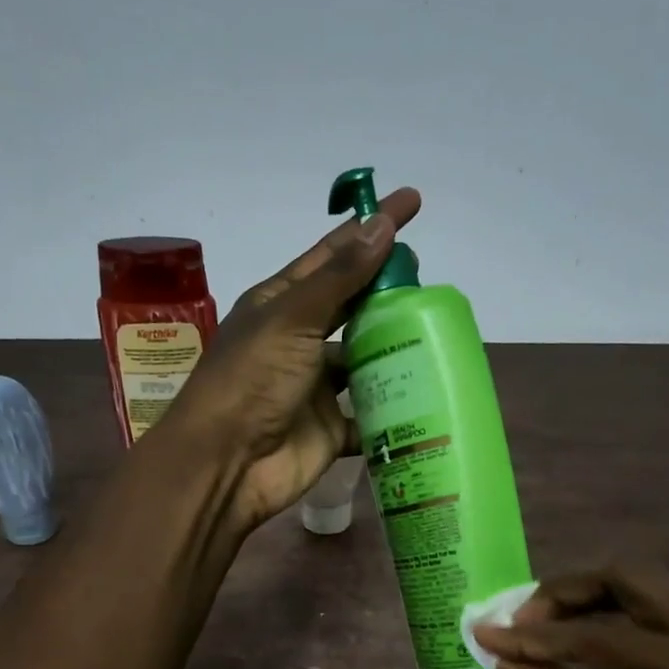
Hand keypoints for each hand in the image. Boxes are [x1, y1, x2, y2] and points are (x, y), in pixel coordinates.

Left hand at [162, 187, 421, 530]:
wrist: (228, 464)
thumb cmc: (252, 381)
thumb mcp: (292, 319)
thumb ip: (339, 277)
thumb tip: (380, 224)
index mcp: (281, 305)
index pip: (333, 256)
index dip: (370, 229)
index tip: (411, 204)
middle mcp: (300, 342)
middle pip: (352, 307)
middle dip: (387, 290)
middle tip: (430, 277)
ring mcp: (316, 387)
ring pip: (365, 362)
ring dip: (396, 351)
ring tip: (440, 334)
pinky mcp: (332, 429)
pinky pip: (370, 416)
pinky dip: (394, 412)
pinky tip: (428, 398)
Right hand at [476, 564, 668, 668]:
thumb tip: (511, 665)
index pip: (595, 636)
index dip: (533, 637)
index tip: (485, 634)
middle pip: (633, 578)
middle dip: (569, 590)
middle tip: (524, 617)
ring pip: (660, 589)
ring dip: (603, 597)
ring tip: (553, 625)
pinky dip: (636, 617)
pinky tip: (604, 641)